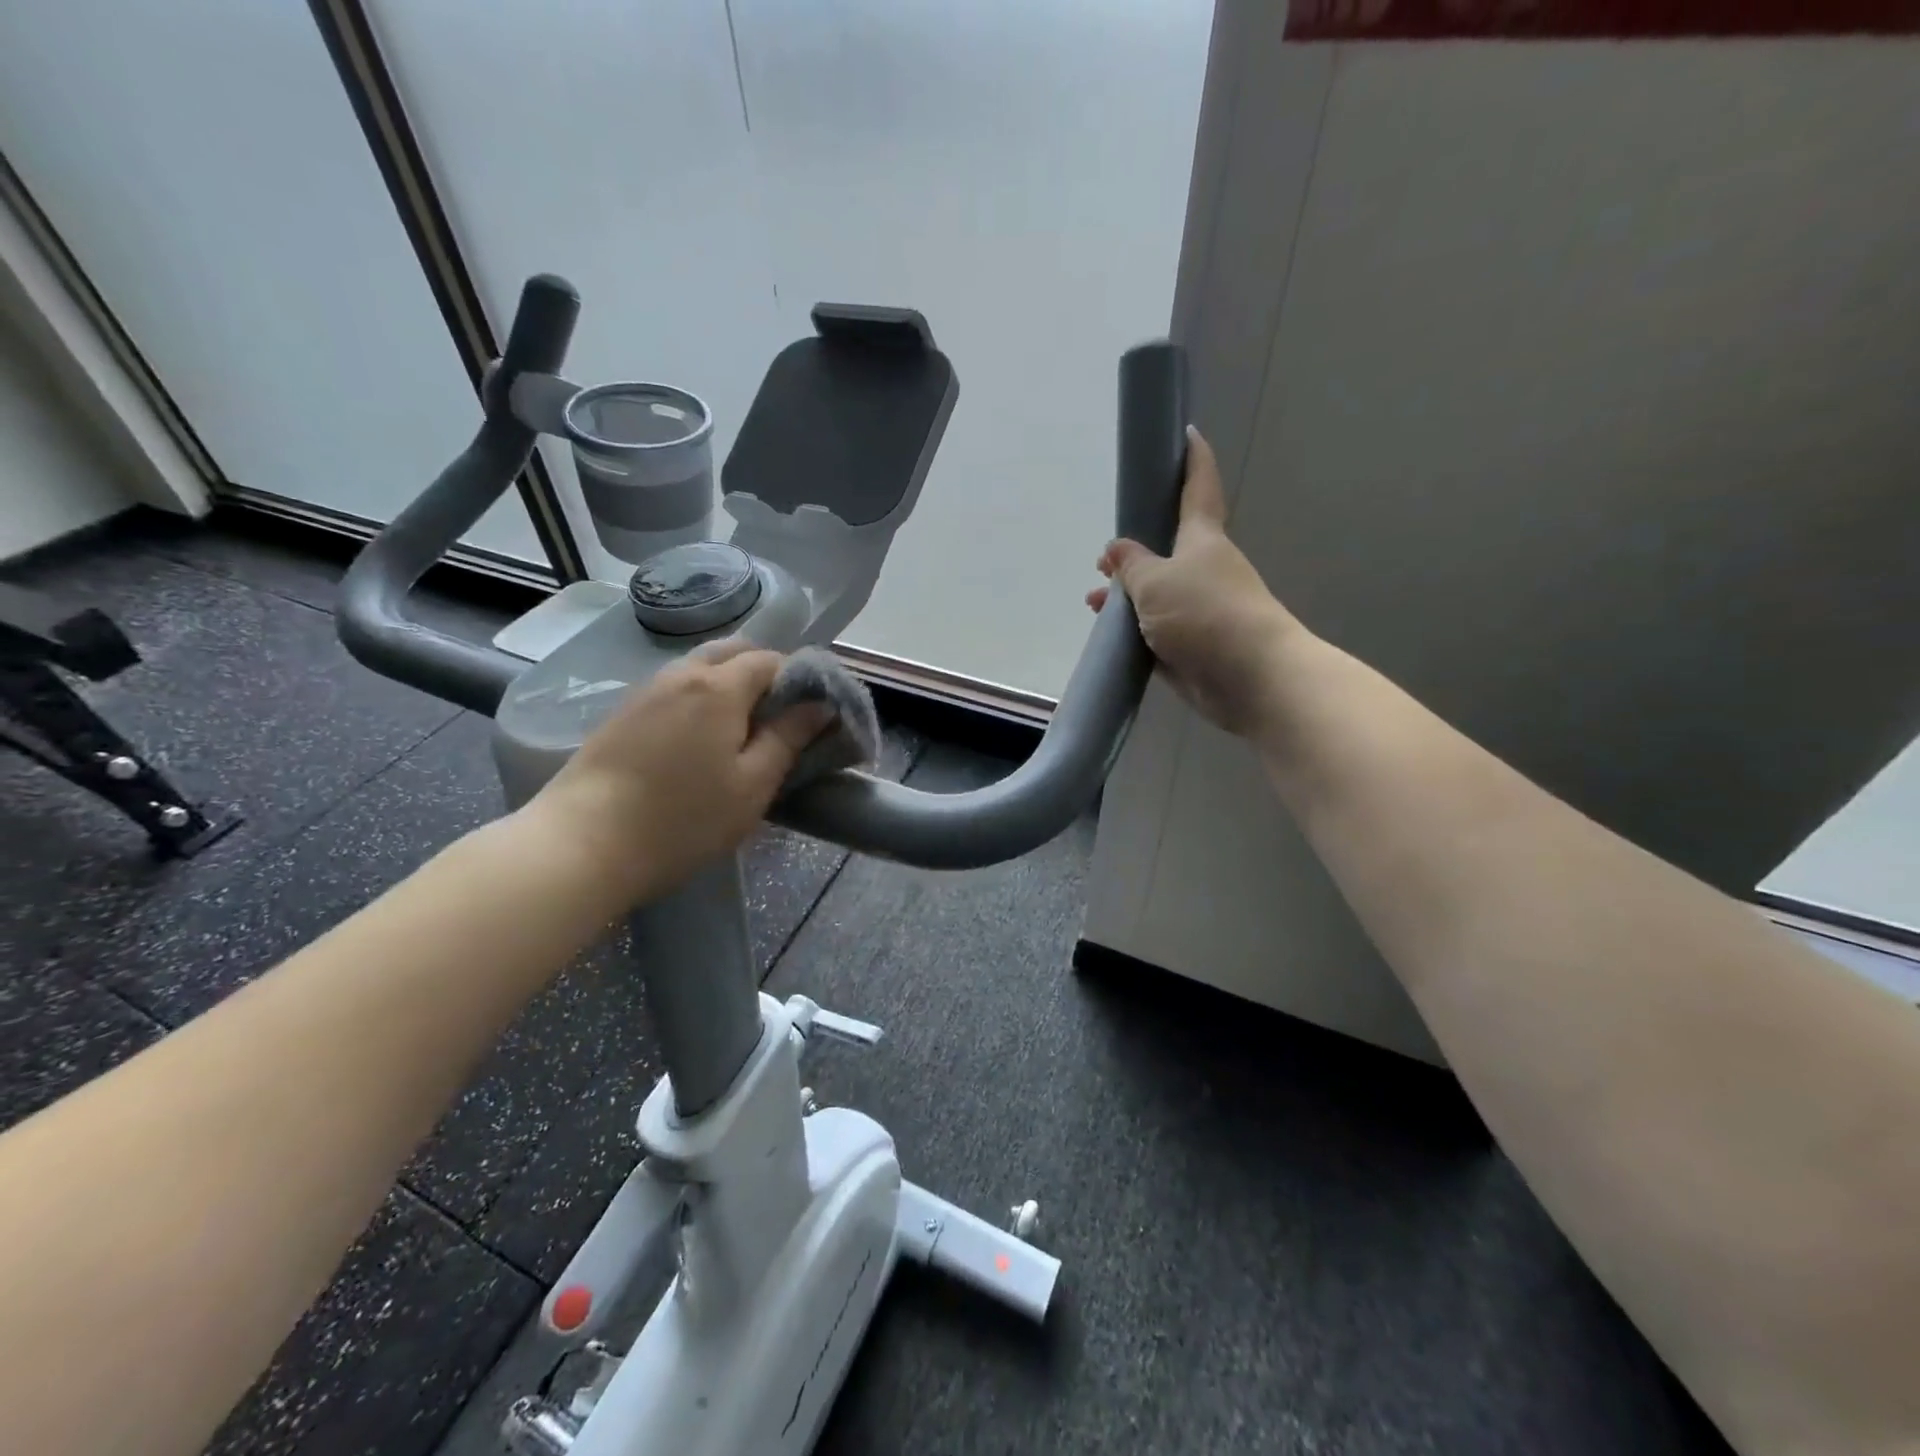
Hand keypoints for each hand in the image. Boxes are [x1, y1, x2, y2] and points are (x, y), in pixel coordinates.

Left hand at [523, 640, 831, 901]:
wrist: (582, 844)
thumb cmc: (683, 820)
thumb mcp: (752, 786)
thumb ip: (789, 738)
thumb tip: (819, 705)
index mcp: (719, 687)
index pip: (772, 660)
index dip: (800, 680)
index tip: (812, 714)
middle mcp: (682, 674)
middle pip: (734, 651)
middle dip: (764, 672)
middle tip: (780, 718)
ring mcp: (646, 690)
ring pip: (700, 666)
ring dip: (730, 683)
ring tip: (742, 729)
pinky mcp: (622, 712)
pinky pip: (674, 686)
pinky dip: (699, 696)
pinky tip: (699, 738)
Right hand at [1087, 427, 1301, 737]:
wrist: (1250, 677)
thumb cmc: (1205, 614)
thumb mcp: (1155, 581)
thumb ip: (1131, 564)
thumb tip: (1116, 549)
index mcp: (1201, 539)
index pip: (1198, 488)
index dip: (1192, 460)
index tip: (1188, 434)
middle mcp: (1203, 568)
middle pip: (1167, 547)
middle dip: (1135, 549)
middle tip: (1102, 560)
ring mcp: (1199, 608)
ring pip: (1157, 592)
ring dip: (1126, 594)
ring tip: (1094, 601)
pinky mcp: (1192, 645)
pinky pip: (1156, 628)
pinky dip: (1133, 627)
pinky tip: (1109, 633)